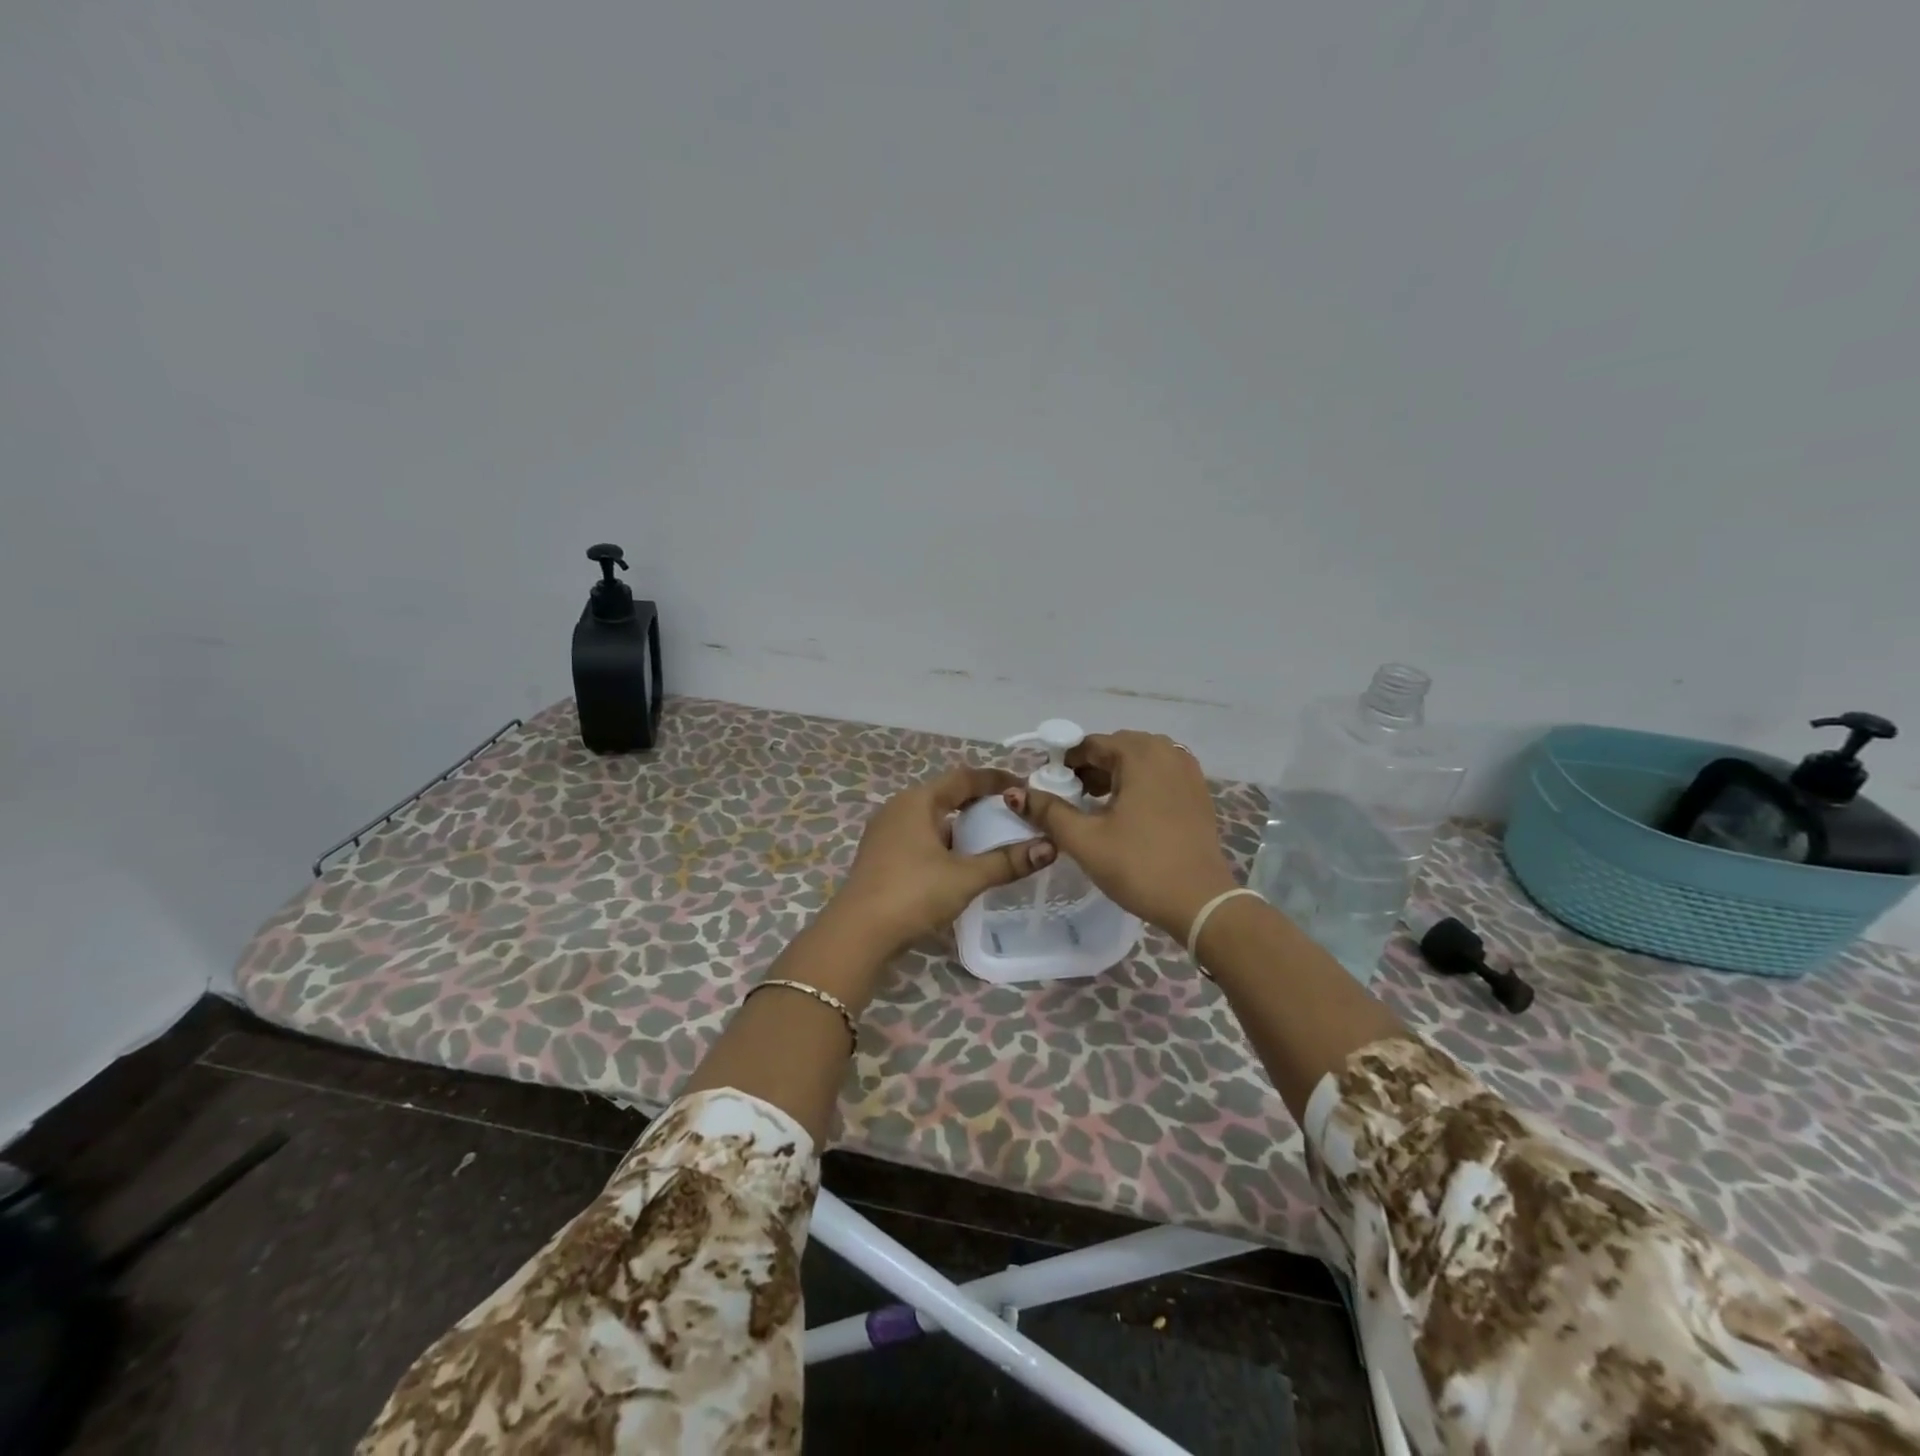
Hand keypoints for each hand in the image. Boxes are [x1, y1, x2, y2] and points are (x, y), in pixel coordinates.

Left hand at [832, 765, 1055, 956]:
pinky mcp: (881, 858)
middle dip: (979, 803)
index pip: (963, 778)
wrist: (857, 934)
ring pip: (932, 820)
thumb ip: (1006, 861)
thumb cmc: (912, 894)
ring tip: (992, 840)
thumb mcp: (965, 877)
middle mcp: (899, 809)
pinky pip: (920, 839)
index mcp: (917, 801)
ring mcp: (886, 834)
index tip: (1024, 787)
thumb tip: (1049, 847)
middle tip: (1012, 814)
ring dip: (961, 826)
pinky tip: (960, 864)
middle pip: (946, 796)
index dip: (995, 780)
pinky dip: (944, 843)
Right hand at [1005, 731, 1236, 938]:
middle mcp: (1167, 752)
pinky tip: (1125, 814)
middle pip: (1115, 749)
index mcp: (1140, 754)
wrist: (1201, 903)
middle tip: (1068, 800)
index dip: (1062, 764)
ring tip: (1093, 808)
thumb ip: (1048, 811)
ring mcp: (1188, 771)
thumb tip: (1015, 793)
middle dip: (1088, 769)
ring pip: (1139, 762)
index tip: (1046, 789)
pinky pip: (1159, 775)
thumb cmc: (1140, 866)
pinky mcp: (1198, 793)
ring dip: (1113, 777)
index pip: (1089, 745)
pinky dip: (1137, 785)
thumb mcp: (1085, 840)